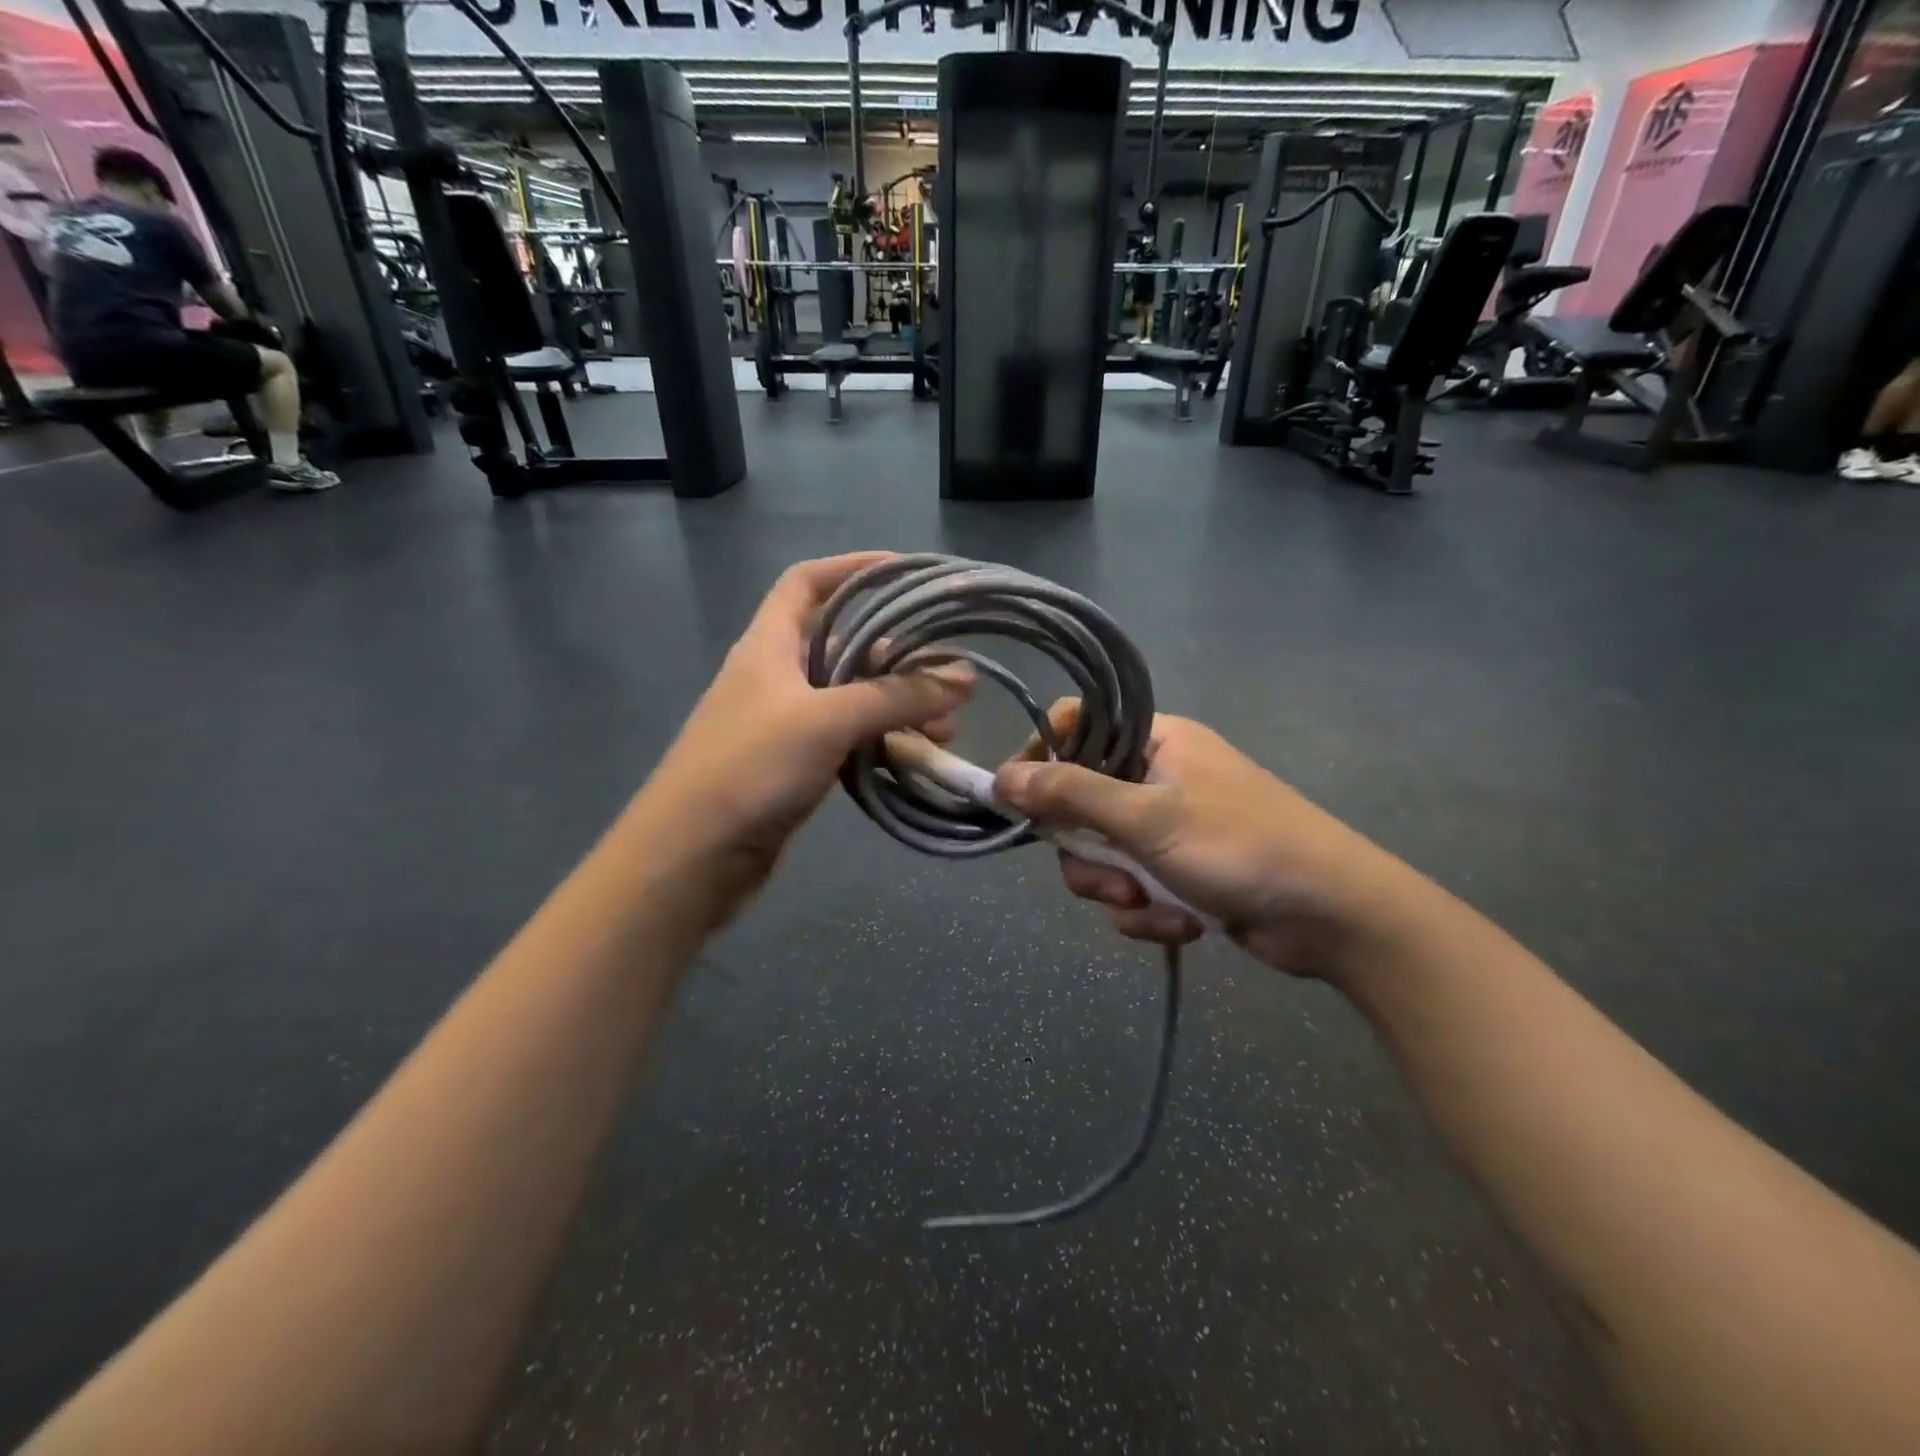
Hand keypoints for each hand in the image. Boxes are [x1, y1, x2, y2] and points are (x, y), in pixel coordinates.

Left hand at [629, 552, 971, 925]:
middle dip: (897, 655)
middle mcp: (776, 677)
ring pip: (852, 700)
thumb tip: (964, 678)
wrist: (691, 859)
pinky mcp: (795, 768)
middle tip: (949, 672)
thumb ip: (896, 697)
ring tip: (949, 725)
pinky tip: (917, 757)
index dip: (852, 568)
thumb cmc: (749, 769)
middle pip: (843, 645)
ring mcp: (785, 725)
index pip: (807, 583)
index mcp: (768, 644)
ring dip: (898, 706)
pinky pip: (849, 742)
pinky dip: (883, 743)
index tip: (904, 571)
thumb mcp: (826, 720)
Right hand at [994, 701, 1407, 977]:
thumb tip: (1001, 779)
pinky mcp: (1180, 872)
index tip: (1020, 800)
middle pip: (1080, 803)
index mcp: (1155, 742)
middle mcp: (1157, 777)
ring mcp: (1169, 827)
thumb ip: (1071, 796)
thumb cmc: (1241, 846)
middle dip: (1088, 852)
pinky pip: (1132, 887)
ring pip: (1102, 854)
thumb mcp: (1148, 819)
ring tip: (1150, 905)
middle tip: (1110, 877)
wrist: (1335, 916)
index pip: (1075, 728)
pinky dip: (1146, 911)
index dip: (1042, 759)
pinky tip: (1179, 924)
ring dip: (1116, 889)